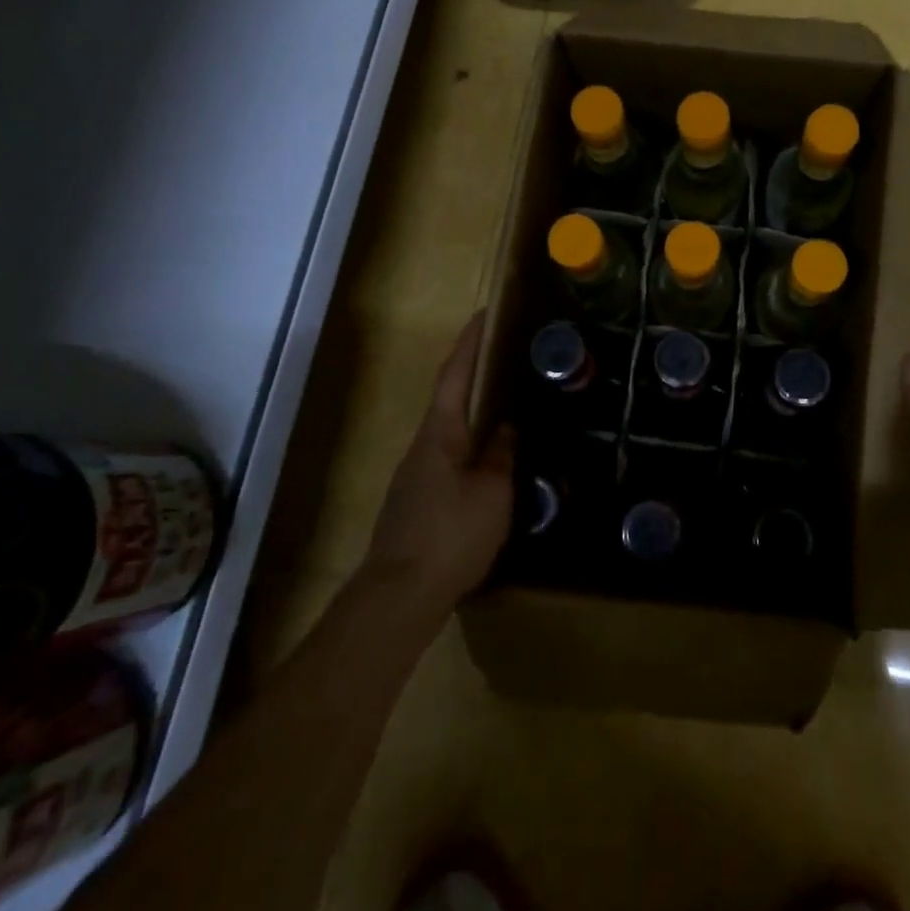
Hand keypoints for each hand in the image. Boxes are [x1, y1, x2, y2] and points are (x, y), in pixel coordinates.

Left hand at [361, 313, 514, 614]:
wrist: (400, 595)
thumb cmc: (451, 535)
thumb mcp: (492, 492)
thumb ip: (501, 455)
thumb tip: (508, 429)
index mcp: (440, 434)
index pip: (455, 375)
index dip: (470, 343)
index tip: (485, 314)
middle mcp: (423, 446)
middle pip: (450, 399)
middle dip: (475, 374)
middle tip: (508, 359)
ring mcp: (417, 475)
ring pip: (451, 432)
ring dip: (475, 414)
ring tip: (509, 406)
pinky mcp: (419, 501)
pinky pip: (450, 459)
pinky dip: (472, 446)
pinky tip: (492, 460)